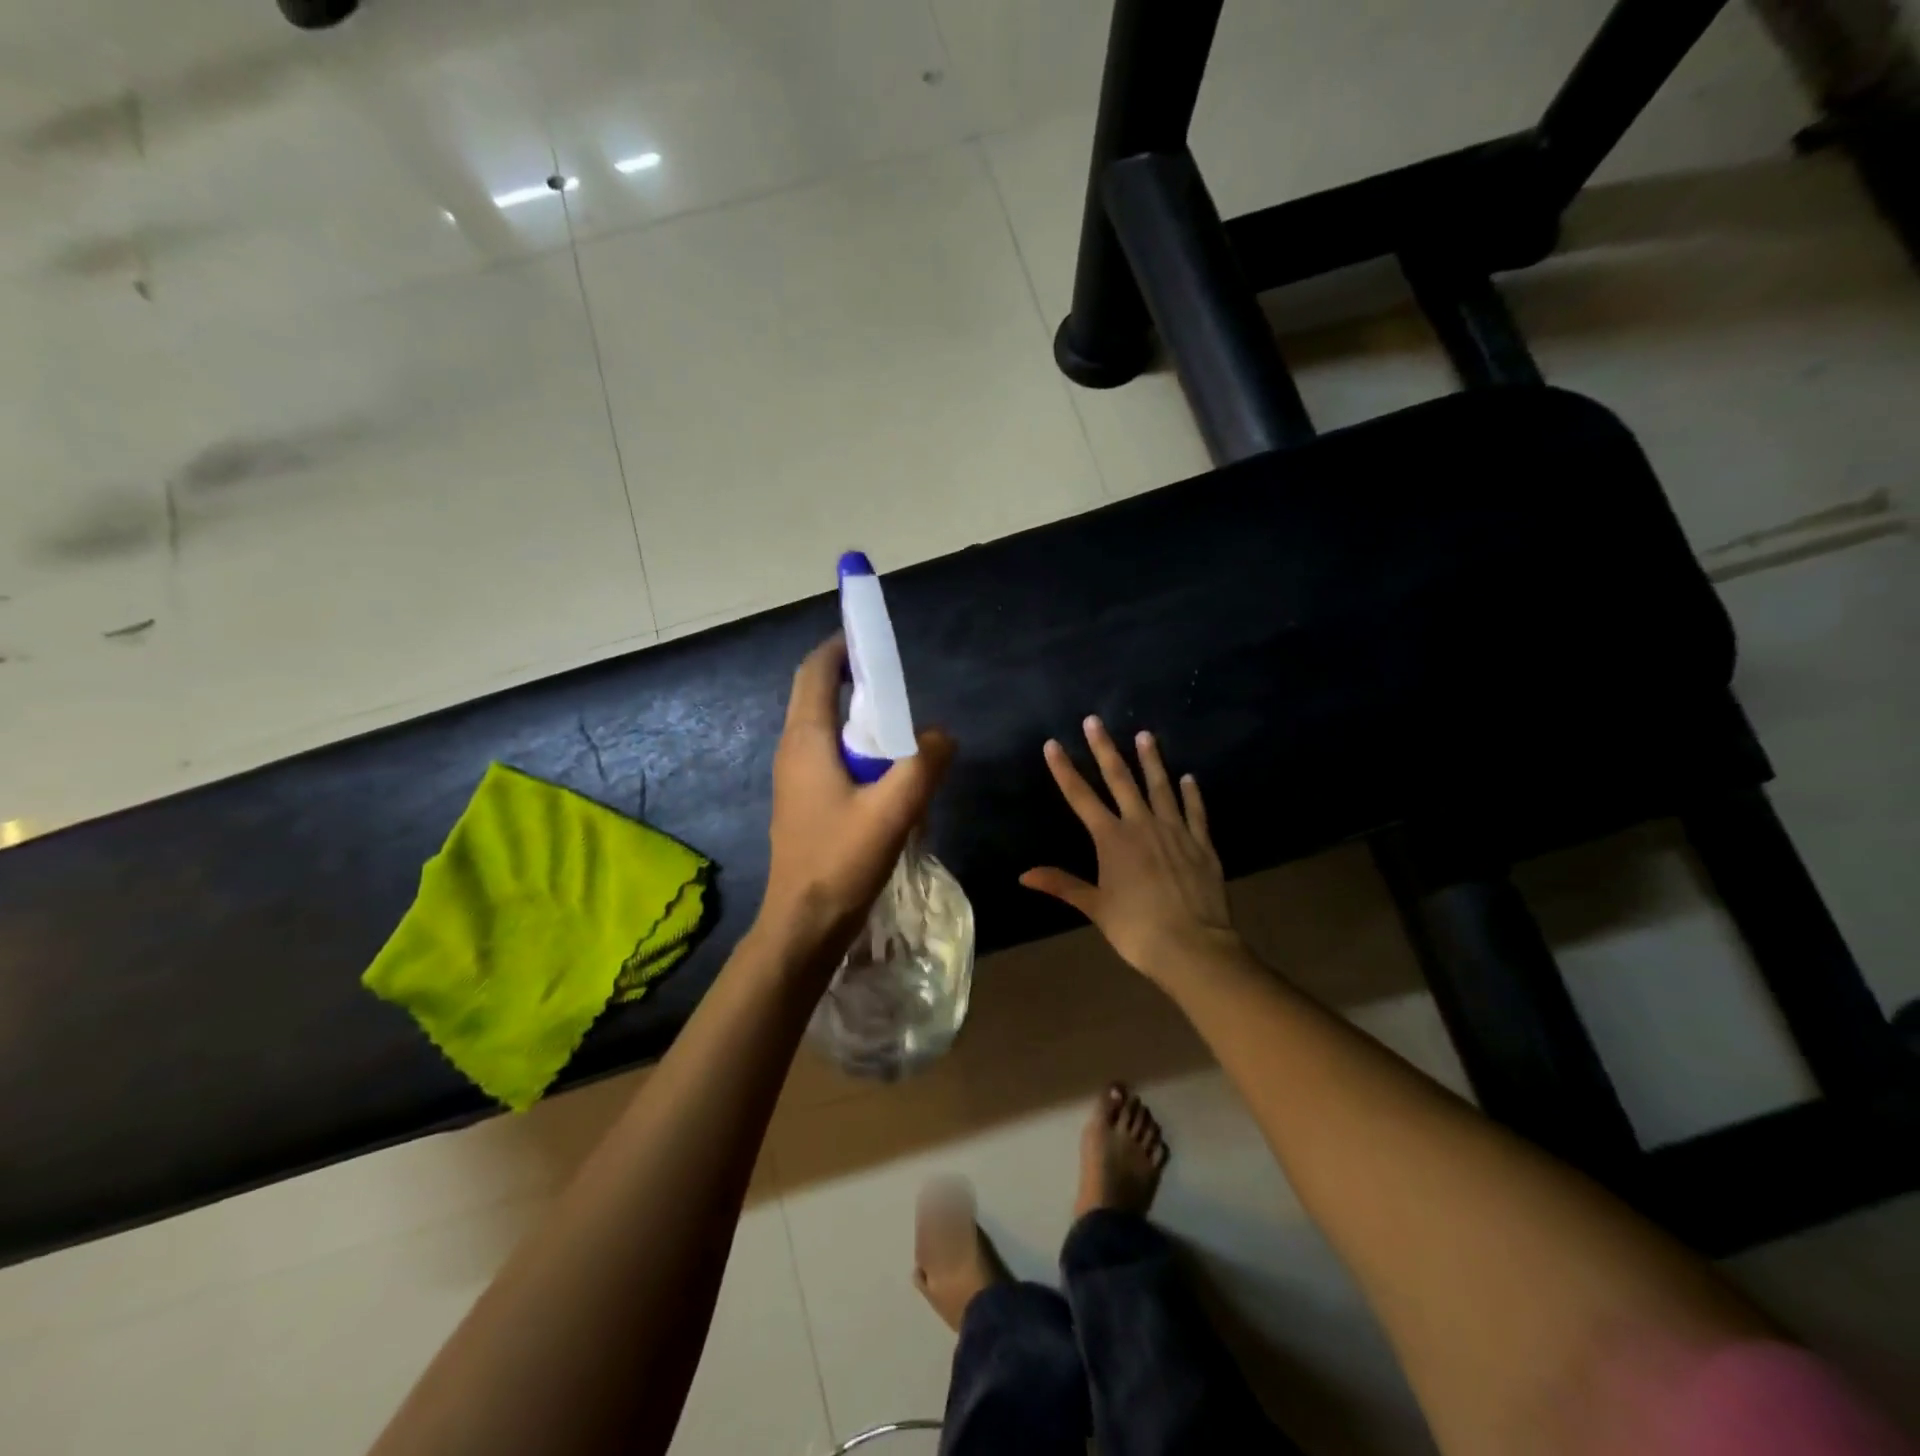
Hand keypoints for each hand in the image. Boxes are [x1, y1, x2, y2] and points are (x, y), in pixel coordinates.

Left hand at [754, 636, 954, 971]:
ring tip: (899, 726)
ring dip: (857, 717)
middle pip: (817, 695)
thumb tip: (943, 735)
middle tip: (896, 683)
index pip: (816, 672)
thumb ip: (924, 764)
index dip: (840, 647)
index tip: (871, 637)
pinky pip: (827, 756)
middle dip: (853, 679)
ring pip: (823, 728)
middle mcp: (793, 750)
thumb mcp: (894, 810)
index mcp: (806, 740)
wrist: (803, 923)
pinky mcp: (802, 801)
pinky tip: (885, 774)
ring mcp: (793, 777)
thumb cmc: (841, 860)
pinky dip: (855, 748)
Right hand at [1021, 717, 1240, 984]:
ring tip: (1145, 735)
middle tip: (1095, 720)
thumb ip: (1062, 884)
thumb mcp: (1095, 907)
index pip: (1081, 797)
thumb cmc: (1136, 929)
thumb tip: (1024, 875)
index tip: (1053, 744)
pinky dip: (1191, 794)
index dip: (1065, 770)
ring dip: (1151, 760)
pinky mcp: (1201, 843)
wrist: (1192, 946)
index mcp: (1112, 839)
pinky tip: (1188, 778)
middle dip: (1104, 749)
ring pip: (1160, 786)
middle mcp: (1142, 825)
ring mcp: (1175, 831)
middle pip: (1120, 779)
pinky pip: (1195, 812)